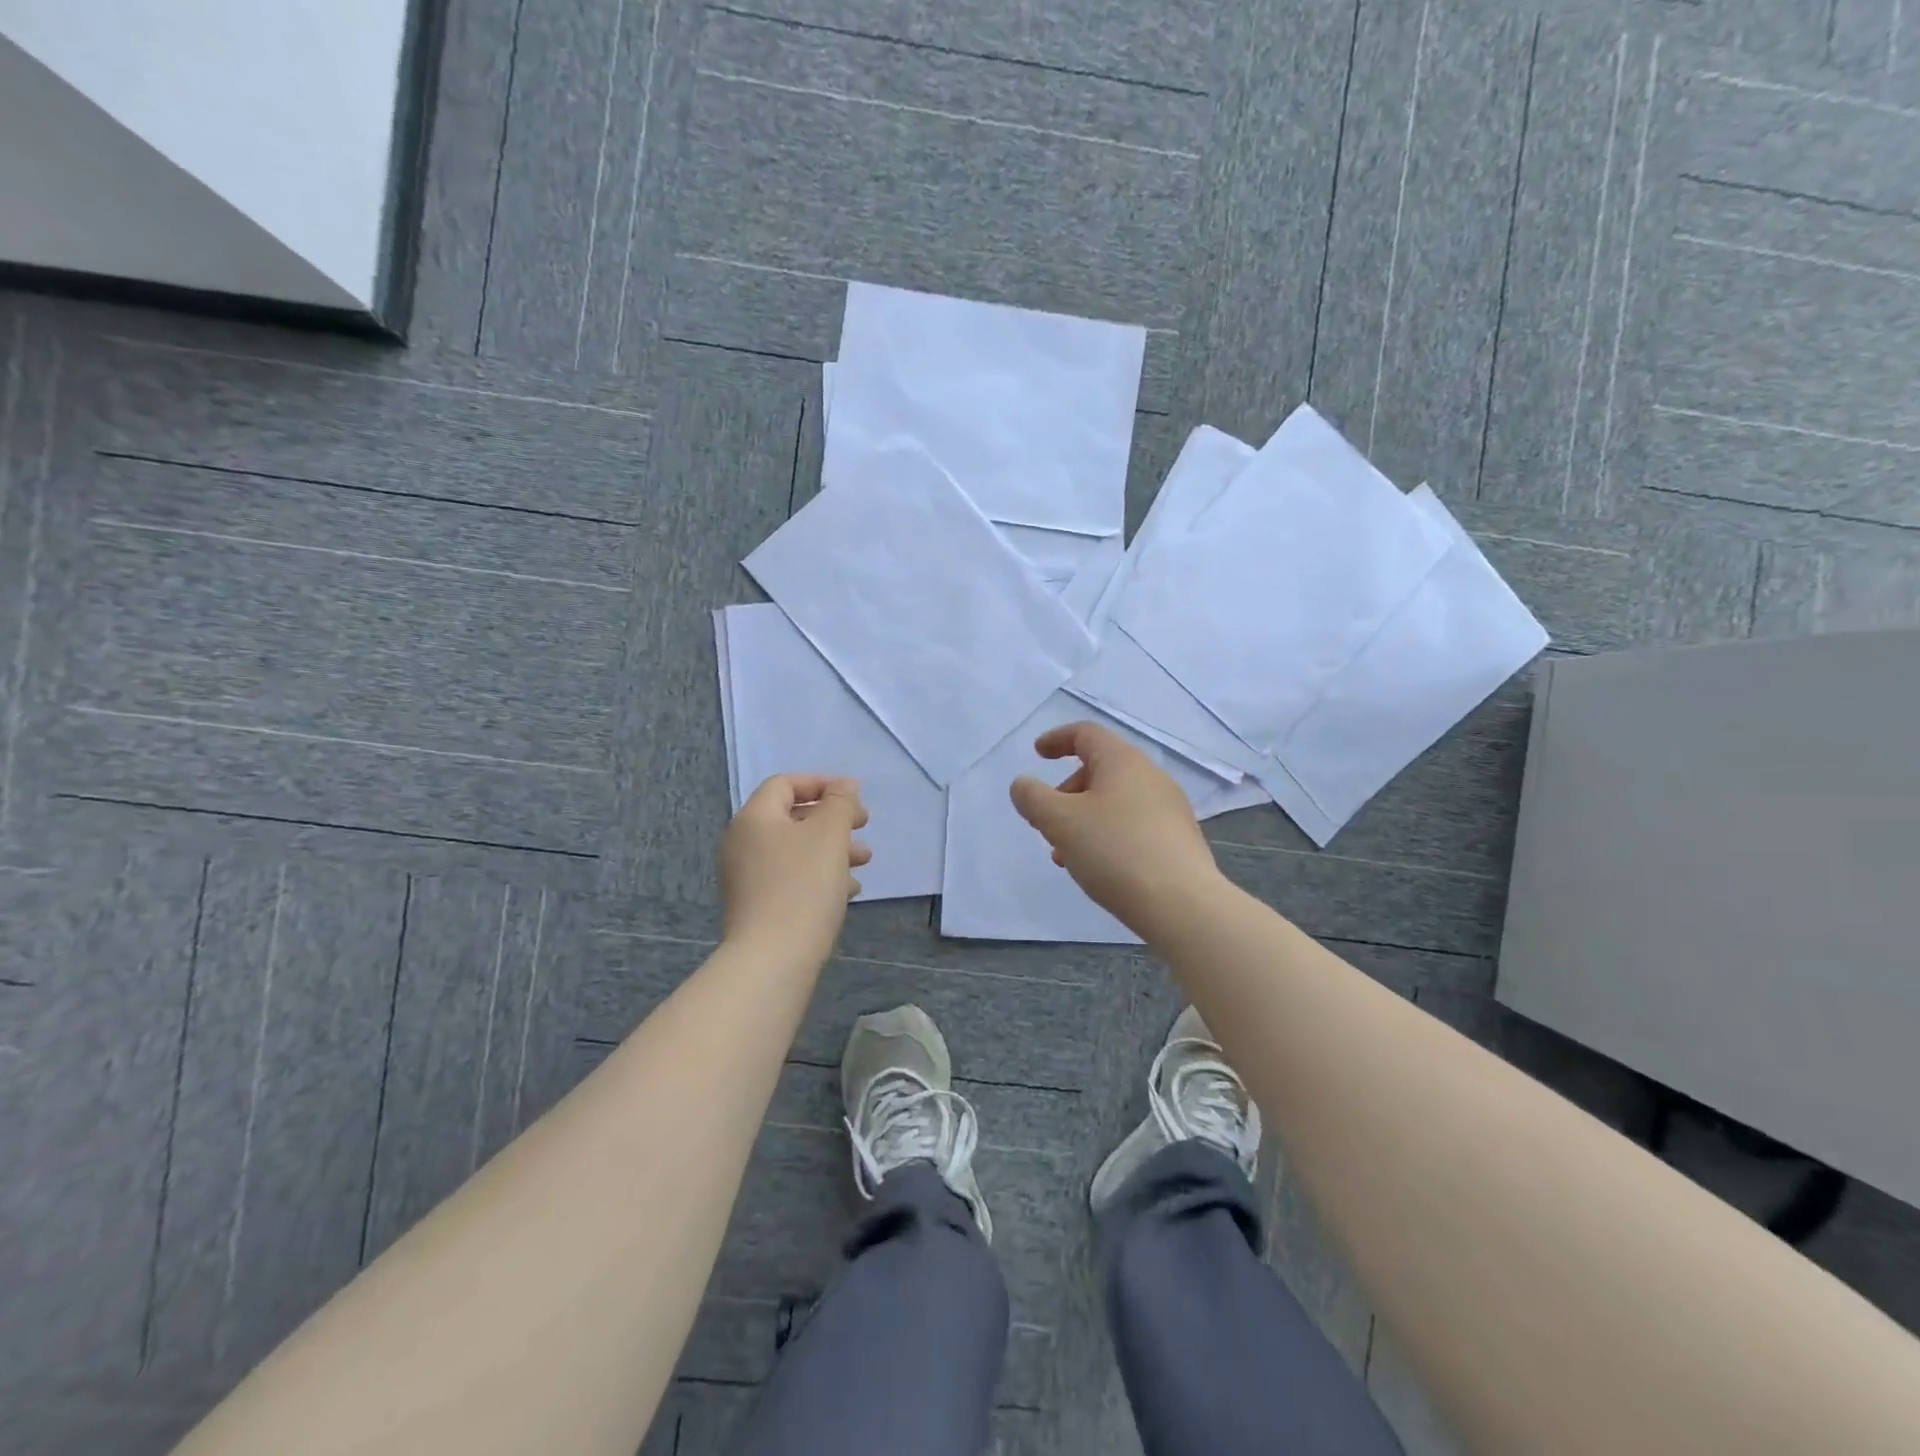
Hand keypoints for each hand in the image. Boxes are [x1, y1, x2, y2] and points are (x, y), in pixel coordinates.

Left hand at [721, 774, 870, 964]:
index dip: (821, 783)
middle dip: (833, 819)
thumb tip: (844, 786)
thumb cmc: (803, 886)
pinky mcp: (756, 905)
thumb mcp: (830, 834)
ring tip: (864, 861)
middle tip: (863, 826)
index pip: (785, 784)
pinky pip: (791, 877)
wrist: (773, 958)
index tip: (854, 797)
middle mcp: (743, 843)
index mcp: (754, 818)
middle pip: (792, 817)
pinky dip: (819, 875)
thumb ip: (840, 802)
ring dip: (832, 849)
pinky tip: (848, 890)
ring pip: (795, 850)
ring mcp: (746, 877)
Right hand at [1009, 722, 1220, 933]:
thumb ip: (1033, 798)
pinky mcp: (1178, 840)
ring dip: (1083, 820)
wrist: (1182, 904)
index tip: (1037, 754)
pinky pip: (1133, 826)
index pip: (1086, 734)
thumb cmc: (1115, 851)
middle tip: (1047, 822)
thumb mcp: (1060, 821)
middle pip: (1100, 769)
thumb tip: (1023, 784)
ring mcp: (1169, 809)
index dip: (1057, 739)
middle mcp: (1151, 777)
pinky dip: (1107, 836)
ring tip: (1066, 855)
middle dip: (1066, 792)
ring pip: (1115, 802)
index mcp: (1123, 761)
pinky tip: (1098, 869)